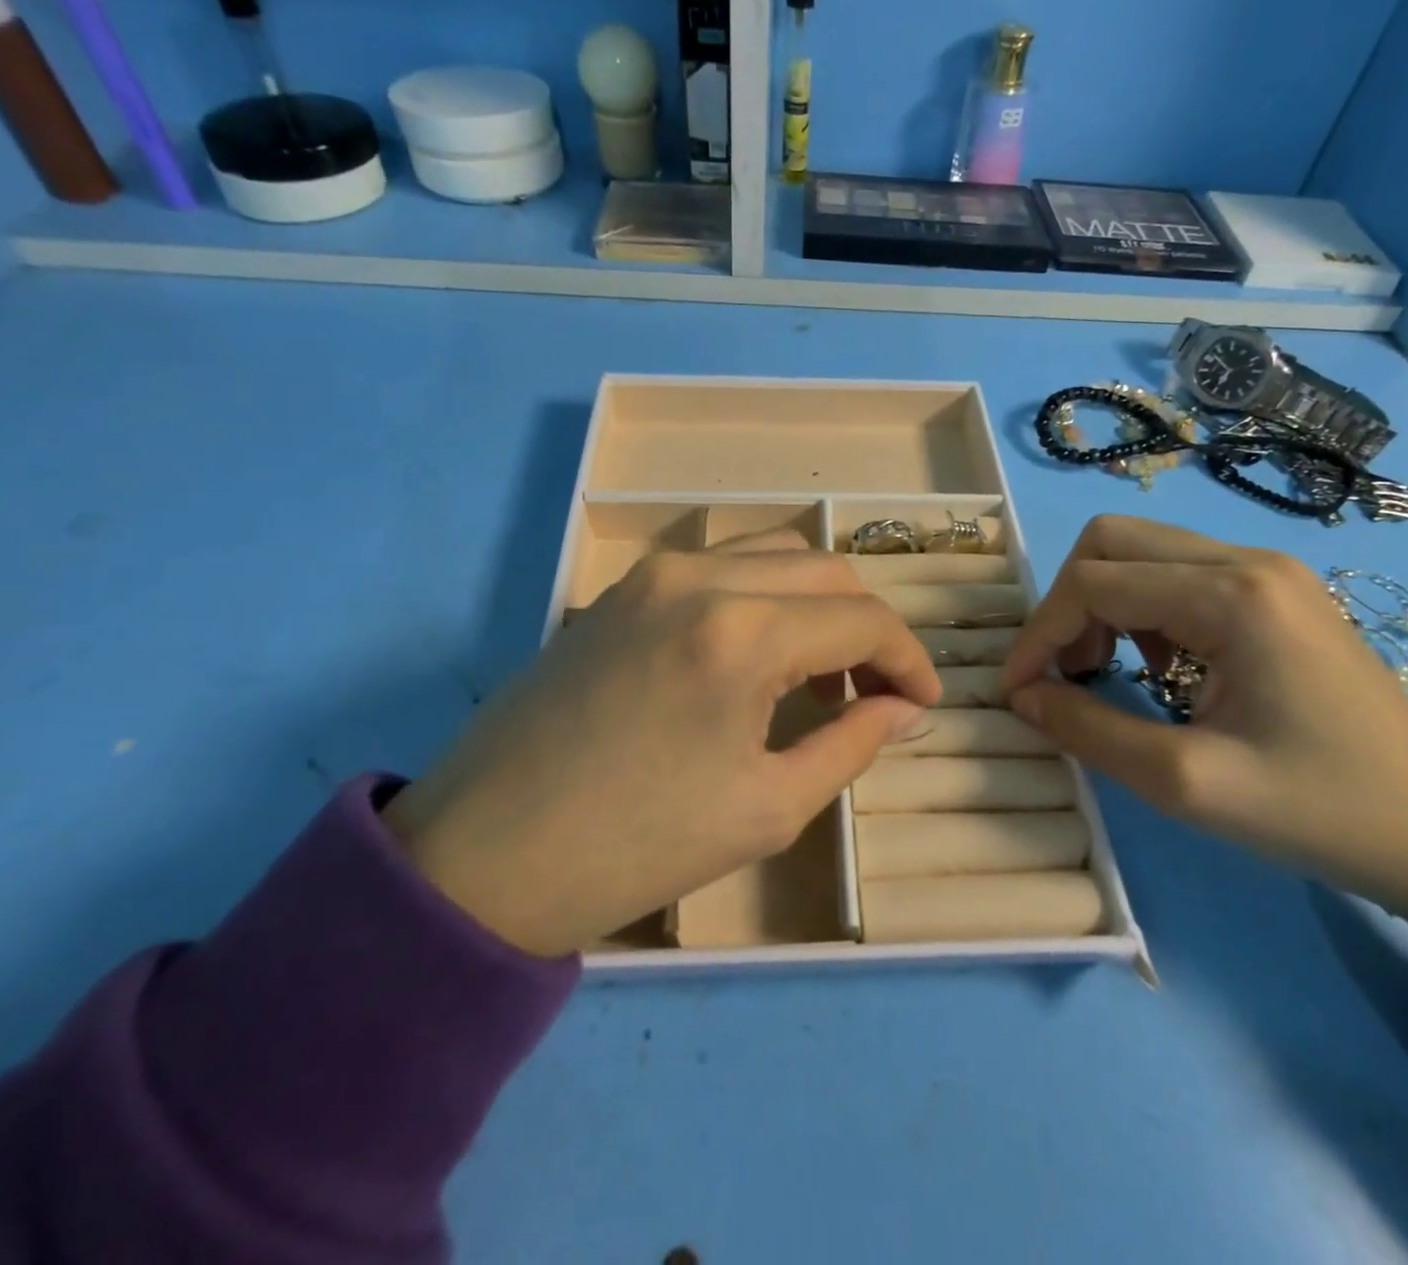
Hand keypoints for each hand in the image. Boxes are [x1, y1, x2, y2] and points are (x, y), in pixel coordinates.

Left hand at [383, 530, 939, 956]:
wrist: (484, 854)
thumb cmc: (636, 847)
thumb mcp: (768, 807)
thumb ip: (851, 743)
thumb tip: (902, 707)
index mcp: (742, 633)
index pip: (862, 619)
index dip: (908, 659)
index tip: (922, 702)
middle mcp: (701, 577)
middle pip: (826, 571)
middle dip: (868, 627)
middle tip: (874, 691)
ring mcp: (654, 573)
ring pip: (774, 554)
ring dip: (817, 602)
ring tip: (818, 672)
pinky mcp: (622, 587)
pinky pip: (721, 566)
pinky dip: (764, 595)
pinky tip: (756, 655)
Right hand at [1001, 515, 1407, 1021]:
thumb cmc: (1320, 812)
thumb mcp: (1185, 783)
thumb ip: (1087, 729)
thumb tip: (1022, 695)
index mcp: (1231, 595)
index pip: (1093, 583)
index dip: (1039, 633)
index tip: (1016, 690)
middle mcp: (1247, 560)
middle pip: (1111, 541)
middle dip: (1068, 604)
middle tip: (1067, 672)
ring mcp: (1269, 571)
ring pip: (1142, 552)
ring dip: (1102, 604)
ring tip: (1105, 671)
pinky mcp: (1278, 592)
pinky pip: (1179, 573)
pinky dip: (1141, 610)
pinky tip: (1160, 666)